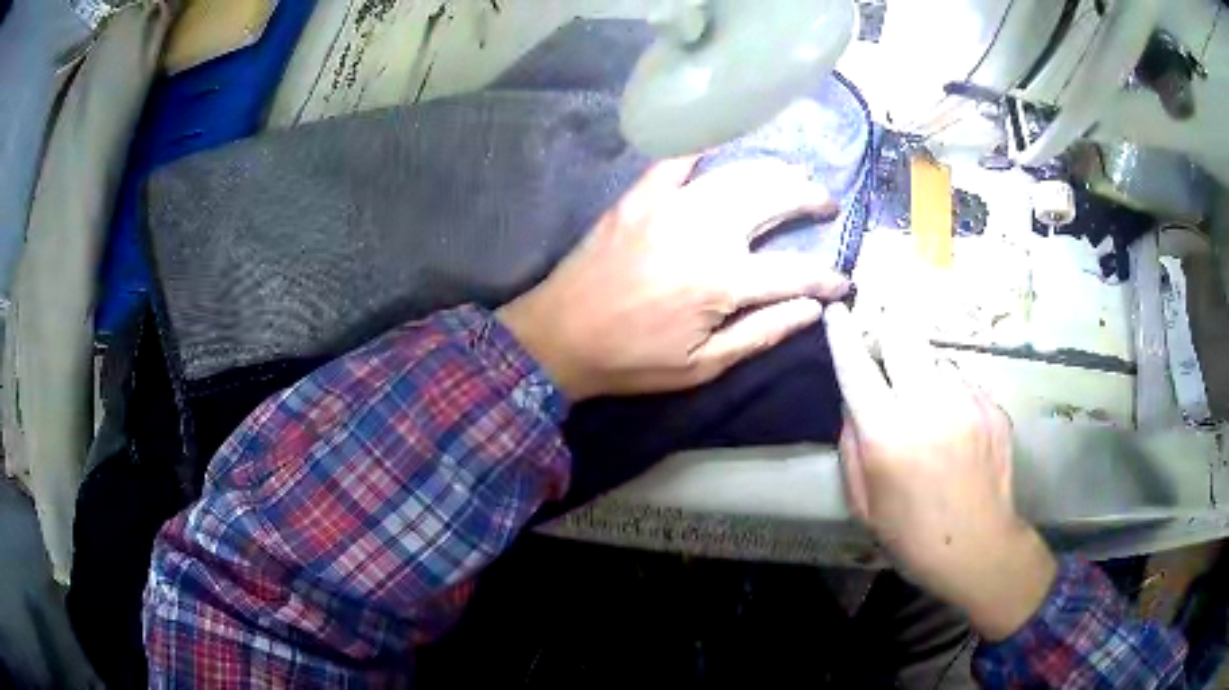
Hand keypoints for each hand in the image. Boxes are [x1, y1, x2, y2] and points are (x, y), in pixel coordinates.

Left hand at [497, 157, 850, 400]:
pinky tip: (726, 141)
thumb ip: (761, 333)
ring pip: (738, 173)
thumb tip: (813, 311)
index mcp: (723, 281)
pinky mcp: (641, 195)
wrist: (558, 335)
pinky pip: (678, 157)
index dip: (826, 279)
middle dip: (809, 197)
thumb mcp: (701, 365)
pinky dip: (706, 145)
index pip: (794, 273)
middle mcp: (706, 231)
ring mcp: (671, 205)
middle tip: (825, 201)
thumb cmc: (631, 360)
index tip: (843, 283)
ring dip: (774, 170)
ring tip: (793, 174)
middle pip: (774, 199)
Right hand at [824, 303, 1056, 640]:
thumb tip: (853, 403)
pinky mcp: (992, 405)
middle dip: (888, 325)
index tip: (836, 311)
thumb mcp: (863, 502)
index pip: (857, 368)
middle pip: (903, 336)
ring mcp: (966, 401)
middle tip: (884, 334)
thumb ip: (852, 446)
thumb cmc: (911, 533)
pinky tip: (956, 426)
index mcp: (888, 435)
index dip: (842, 335)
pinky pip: (964, 382)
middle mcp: (928, 405)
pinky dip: (952, 393)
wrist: (978, 547)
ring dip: (924, 369)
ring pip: (936, 357)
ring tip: (928, 401)